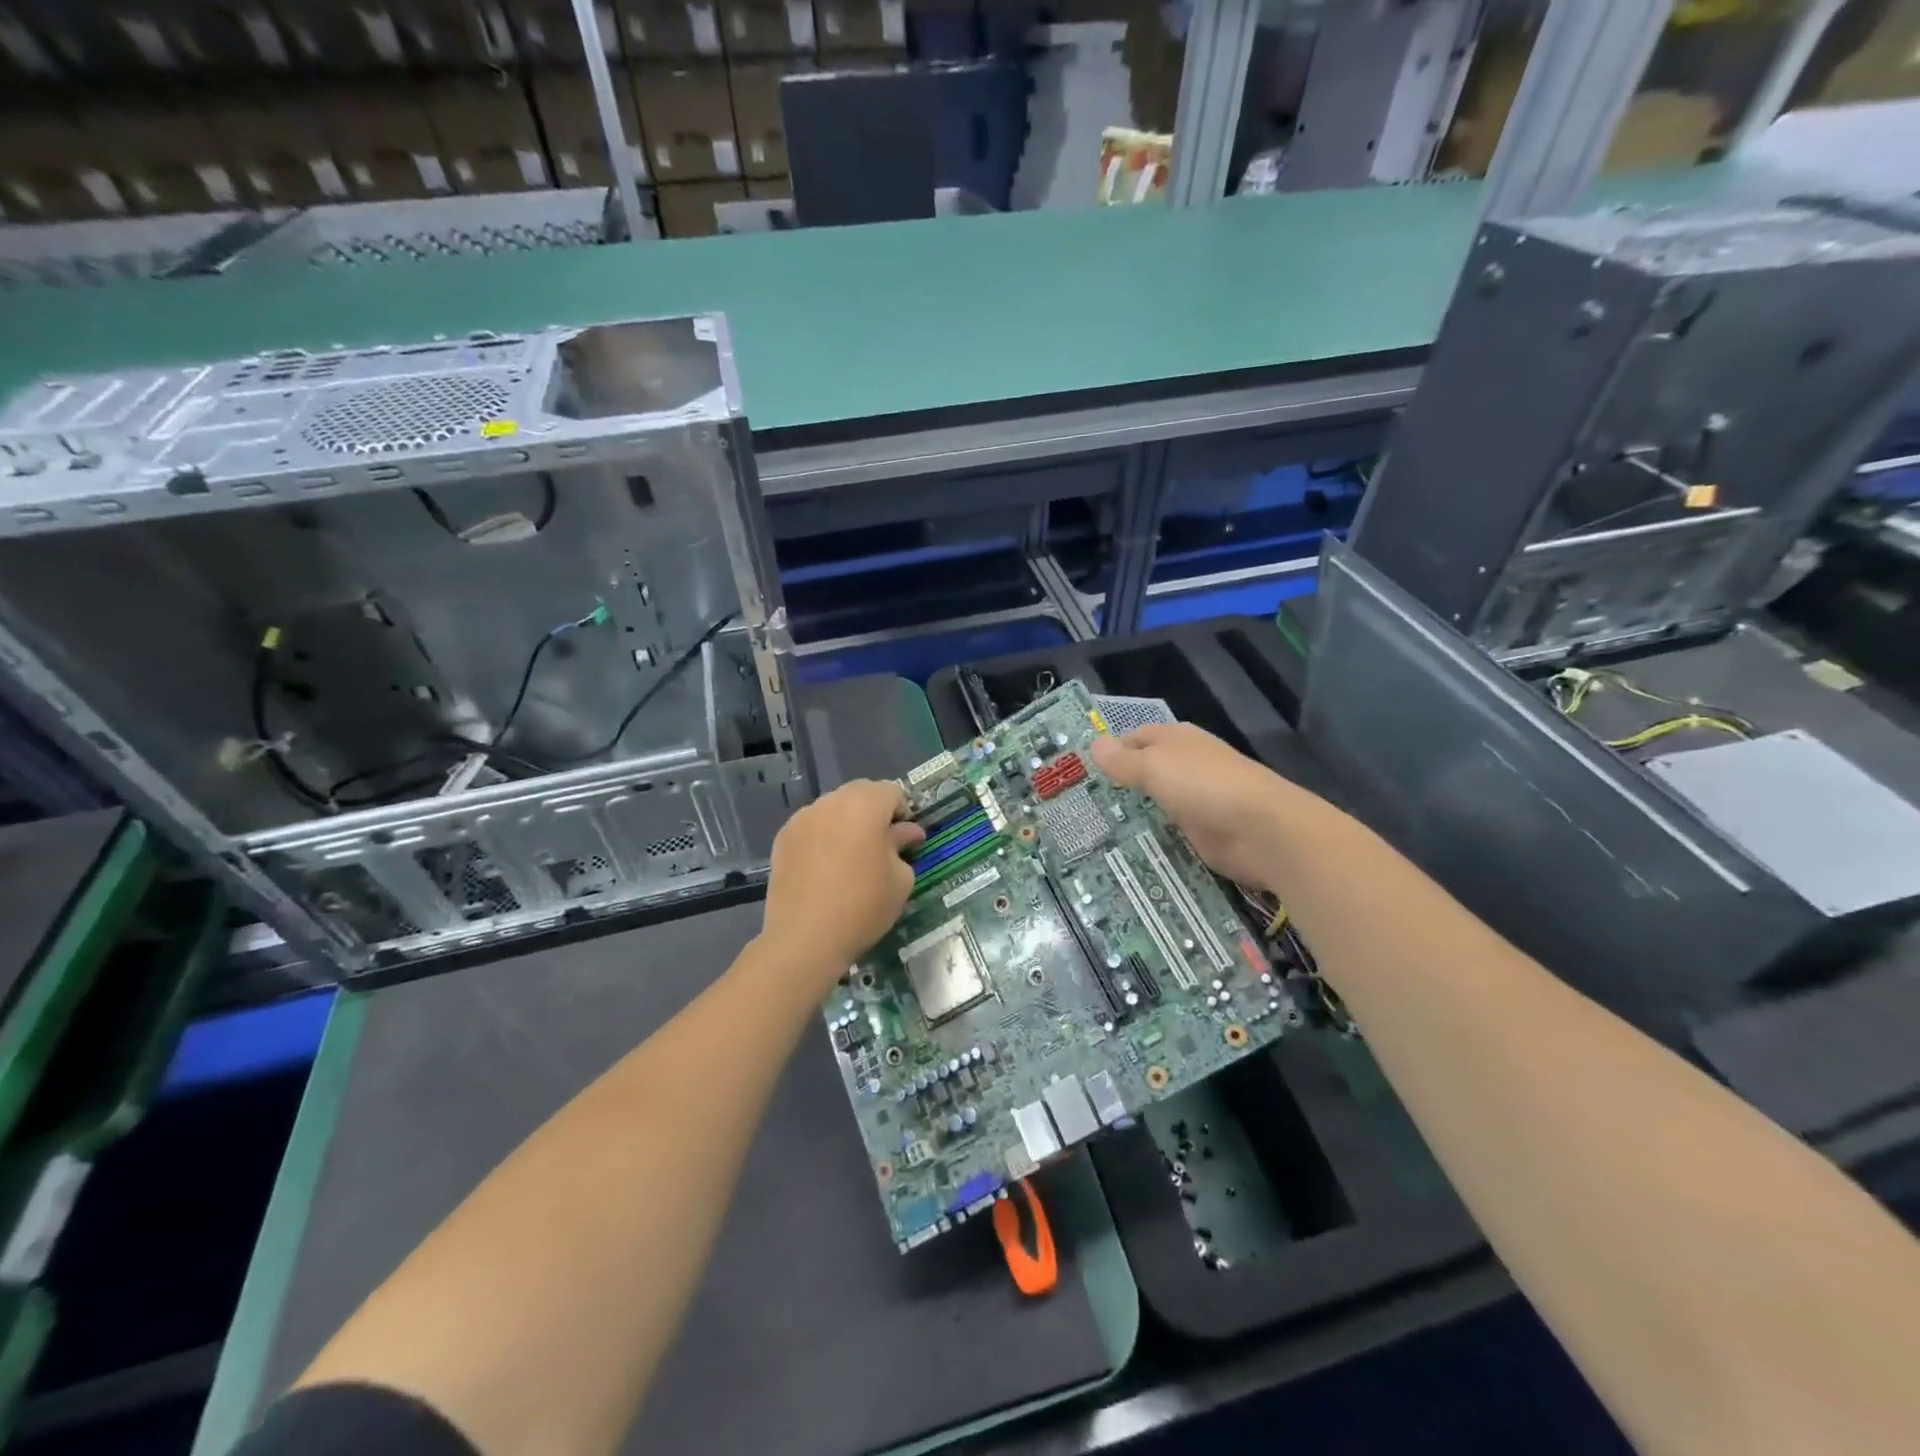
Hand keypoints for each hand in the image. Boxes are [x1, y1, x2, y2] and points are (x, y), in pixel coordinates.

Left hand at [763, 780, 924, 974]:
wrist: (805, 938)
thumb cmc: (863, 905)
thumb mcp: (900, 879)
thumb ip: (902, 846)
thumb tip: (905, 833)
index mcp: (864, 804)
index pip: (891, 791)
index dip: (903, 813)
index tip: (905, 840)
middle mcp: (831, 802)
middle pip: (860, 793)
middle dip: (874, 813)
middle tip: (881, 847)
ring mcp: (802, 819)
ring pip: (833, 809)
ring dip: (847, 823)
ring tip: (851, 858)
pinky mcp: (782, 839)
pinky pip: (812, 827)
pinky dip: (823, 837)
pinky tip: (825, 868)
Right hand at [1090, 723, 1296, 889]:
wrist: (1261, 831)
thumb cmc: (1203, 785)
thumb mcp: (1154, 767)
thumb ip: (1123, 760)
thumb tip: (1094, 744)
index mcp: (1176, 739)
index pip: (1135, 737)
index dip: (1111, 750)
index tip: (1080, 772)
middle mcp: (1186, 764)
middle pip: (1145, 770)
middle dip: (1118, 784)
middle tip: (1079, 804)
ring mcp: (1196, 799)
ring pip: (1155, 801)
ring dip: (1133, 812)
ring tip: (1094, 828)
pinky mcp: (1202, 831)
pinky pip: (1168, 829)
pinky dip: (1151, 835)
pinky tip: (1126, 847)